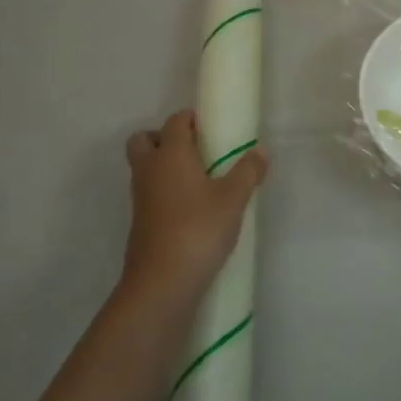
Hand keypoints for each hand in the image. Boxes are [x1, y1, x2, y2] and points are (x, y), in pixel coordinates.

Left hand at [121, 110, 266, 302]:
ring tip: (198, 180)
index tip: (211, 125)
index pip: (174, 122)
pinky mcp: (140, 222)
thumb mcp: (233, 199)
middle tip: (195, 150)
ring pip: (144, 168)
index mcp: (170, 155)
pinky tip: (190, 208)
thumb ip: (248, 172)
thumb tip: (260, 151)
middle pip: (144, 140)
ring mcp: (140, 197)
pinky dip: (163, 191)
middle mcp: (149, 170)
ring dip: (163, 166)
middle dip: (164, 138)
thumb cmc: (198, 230)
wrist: (162, 282)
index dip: (190, 119)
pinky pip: (149, 193)